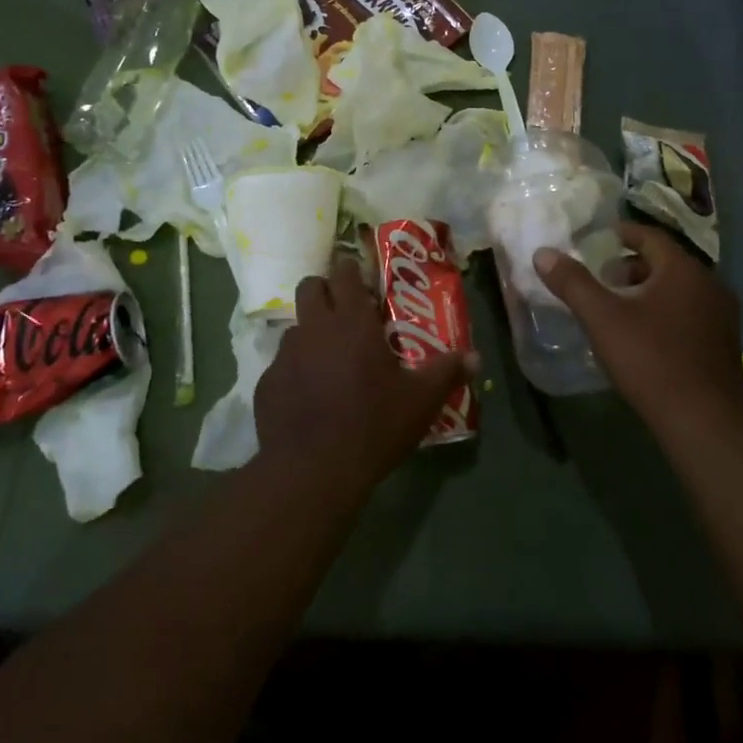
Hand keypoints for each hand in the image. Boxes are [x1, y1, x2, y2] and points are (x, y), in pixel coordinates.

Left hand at [255, 256, 473, 491]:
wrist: (314, 471)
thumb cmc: (374, 426)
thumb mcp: (421, 401)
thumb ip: (447, 372)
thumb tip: (476, 358)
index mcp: (352, 322)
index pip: (344, 272)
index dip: (351, 270)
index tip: (361, 281)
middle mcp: (315, 328)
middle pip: (309, 287)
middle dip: (324, 291)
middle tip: (343, 313)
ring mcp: (285, 355)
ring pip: (295, 327)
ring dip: (310, 333)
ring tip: (328, 361)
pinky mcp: (266, 384)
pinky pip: (281, 365)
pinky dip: (295, 372)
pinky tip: (309, 399)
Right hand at [534, 222, 742, 431]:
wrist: (705, 421)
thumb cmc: (651, 360)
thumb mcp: (602, 319)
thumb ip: (572, 283)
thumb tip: (543, 253)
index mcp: (683, 269)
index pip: (650, 236)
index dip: (622, 234)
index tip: (599, 239)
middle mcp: (710, 284)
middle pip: (666, 263)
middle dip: (632, 266)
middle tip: (602, 279)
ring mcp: (723, 315)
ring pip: (680, 289)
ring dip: (650, 291)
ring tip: (619, 309)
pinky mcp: (726, 344)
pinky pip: (691, 313)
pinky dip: (667, 312)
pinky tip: (646, 337)